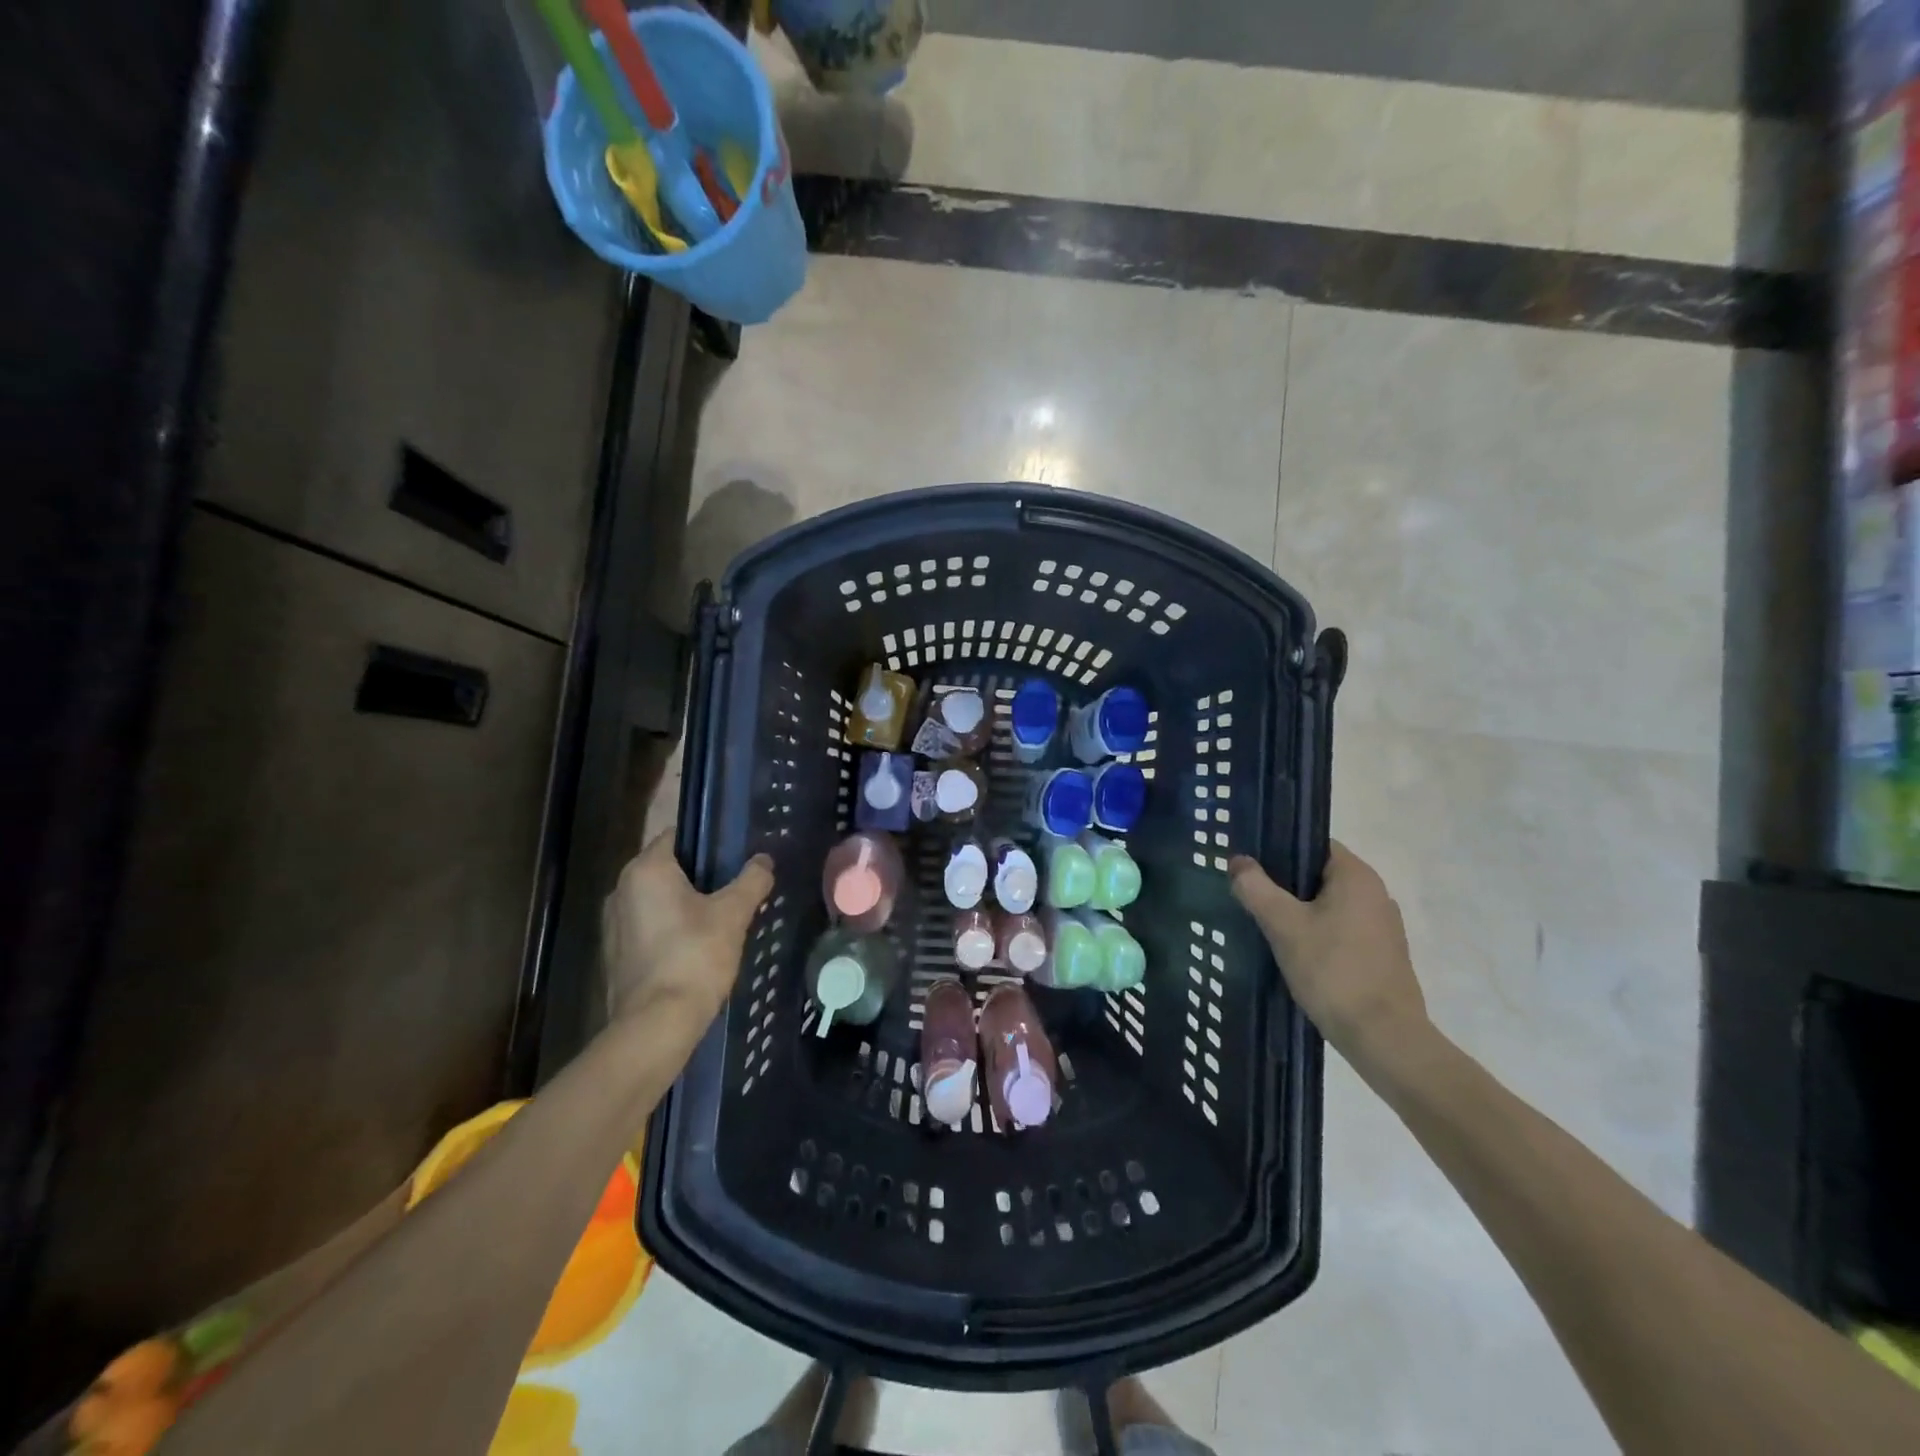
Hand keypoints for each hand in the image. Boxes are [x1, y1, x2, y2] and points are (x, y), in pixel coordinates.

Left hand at [602, 833, 773, 1039]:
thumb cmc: (695, 957)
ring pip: (657, 900)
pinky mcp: (614, 954)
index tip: (734, 856)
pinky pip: (647, 927)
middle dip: (699, 876)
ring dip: (683, 905)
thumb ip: (752, 880)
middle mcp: (621, 889)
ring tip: (719, 921)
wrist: (656, 1025)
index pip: (678, 835)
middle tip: (733, 890)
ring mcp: (613, 924)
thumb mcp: (733, 914)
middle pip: (667, 868)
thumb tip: (764, 860)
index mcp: (646, 870)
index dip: (708, 842)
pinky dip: (669, 930)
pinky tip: (695, 949)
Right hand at [1229, 842, 1427, 1062]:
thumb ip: (1256, 888)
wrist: (1384, 1037)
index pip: (1313, 844)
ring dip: (1299, 911)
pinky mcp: (1382, 954)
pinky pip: (1341, 929)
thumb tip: (1238, 861)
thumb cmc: (1333, 971)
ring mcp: (1383, 926)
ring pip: (1329, 904)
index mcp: (1357, 876)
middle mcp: (1376, 893)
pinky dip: (1317, 934)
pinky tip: (1294, 952)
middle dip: (1284, 884)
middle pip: (1319, 875)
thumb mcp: (1283, 925)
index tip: (1250, 866)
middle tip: (1249, 896)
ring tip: (1266, 926)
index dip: (1279, 850)